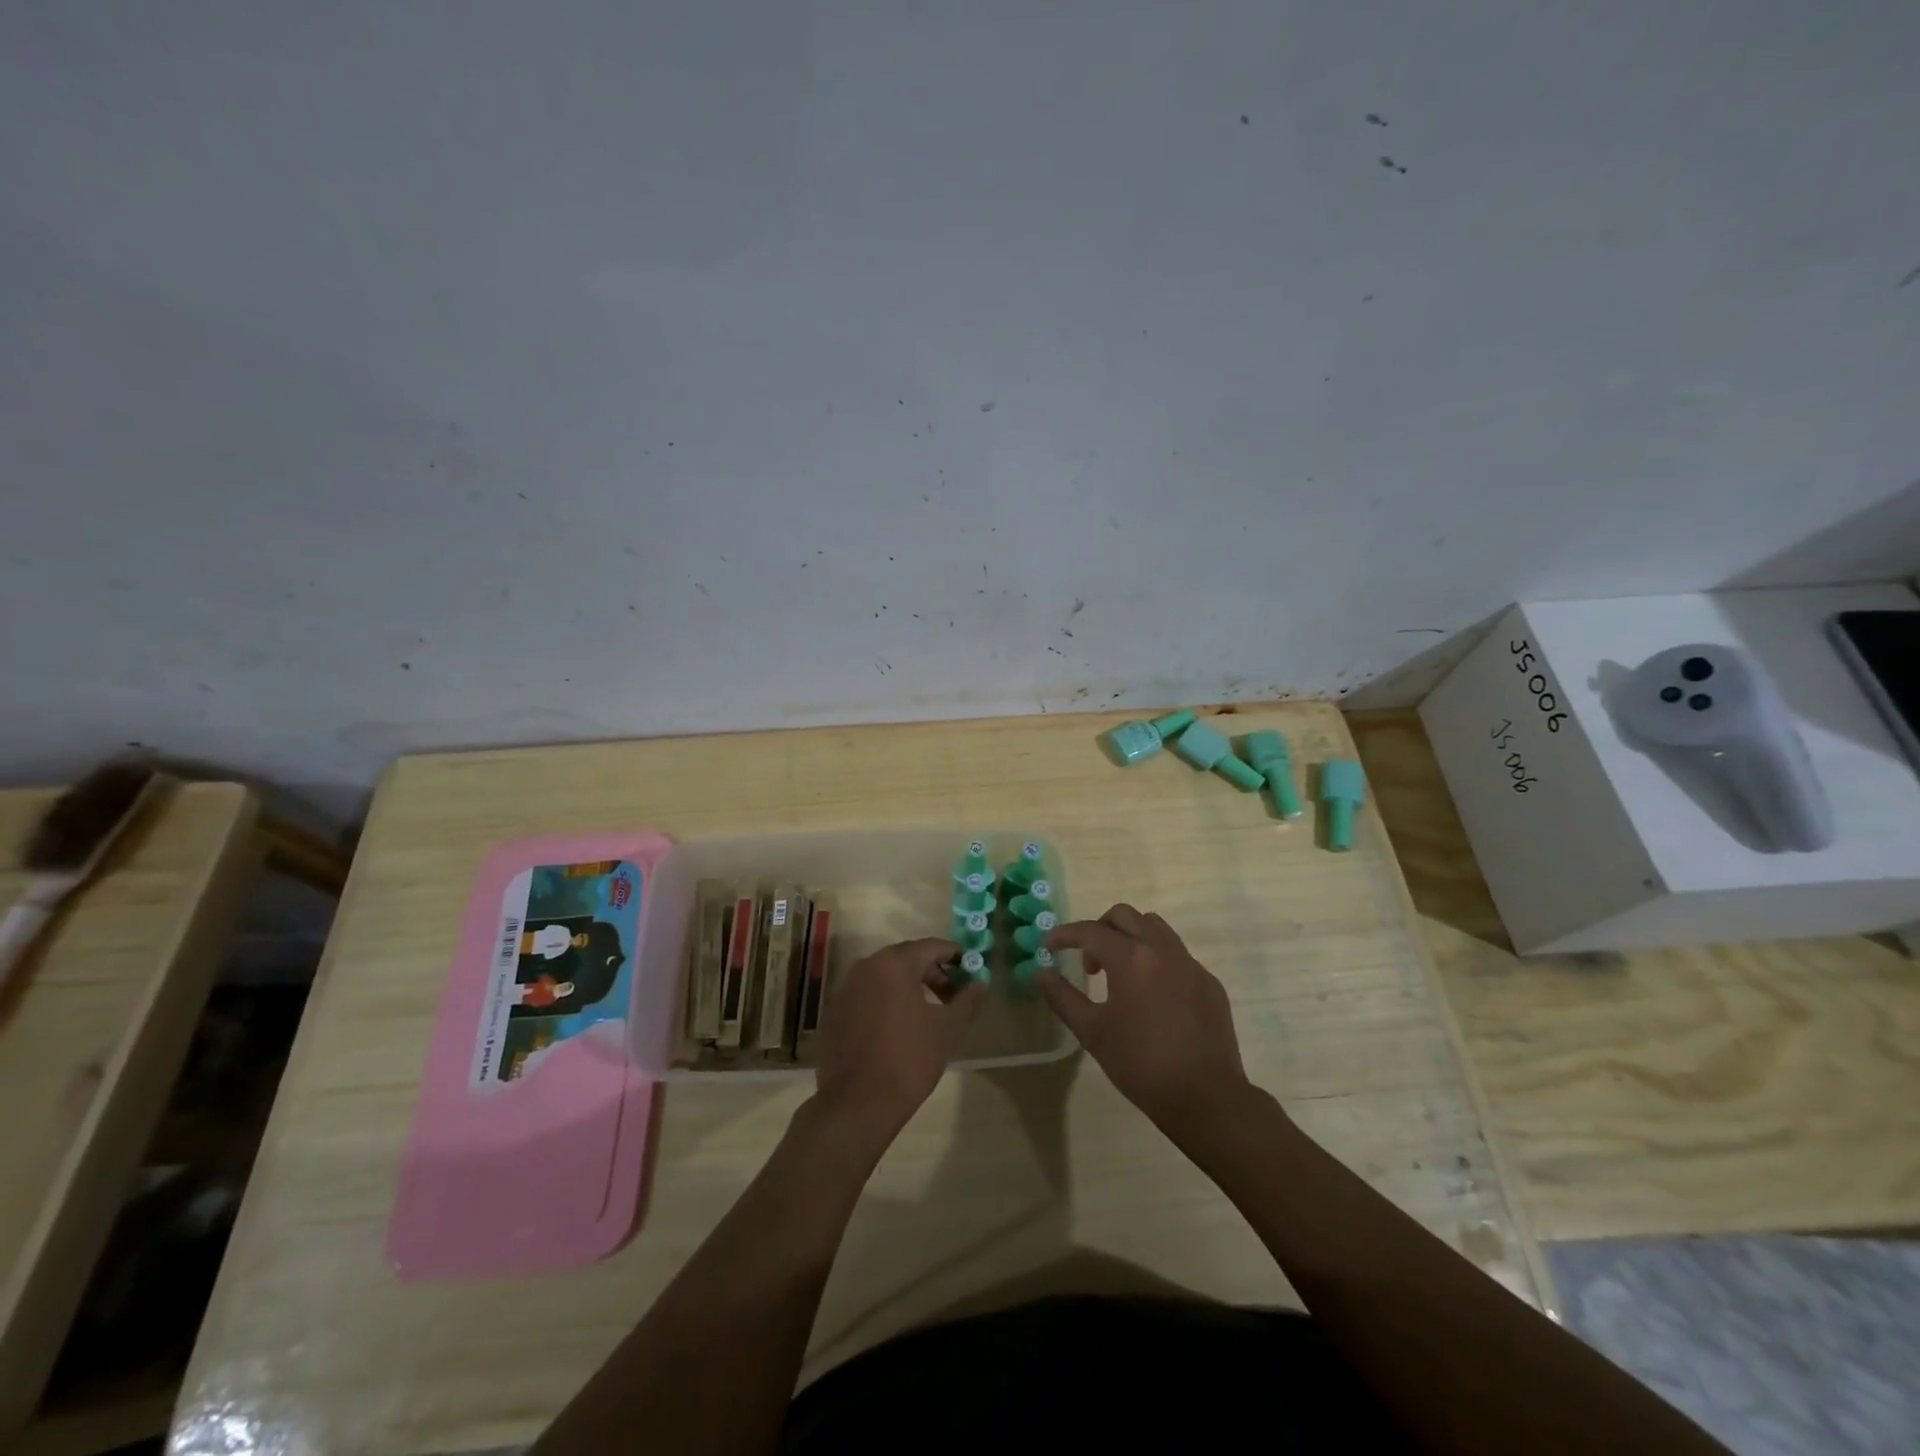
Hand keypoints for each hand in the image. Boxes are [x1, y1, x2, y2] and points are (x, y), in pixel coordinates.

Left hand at [813, 937, 983, 1139]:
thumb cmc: (909, 1059)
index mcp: (894, 963)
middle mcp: (865, 966)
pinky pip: (865, 997)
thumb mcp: (948, 1029)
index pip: (930, 947)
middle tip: (951, 996)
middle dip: (931, 973)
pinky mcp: (832, 1014)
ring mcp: (844, 990)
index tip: (969, 969)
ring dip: (907, 988)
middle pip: (905, 959)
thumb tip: (980, 983)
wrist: (856, 1104)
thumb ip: (968, 1000)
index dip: (953, 955)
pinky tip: (895, 1030)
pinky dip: (883, 1003)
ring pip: (883, 978)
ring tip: (926, 1014)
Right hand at [1042, 905, 1253, 1134]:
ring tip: (1121, 973)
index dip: (1064, 935)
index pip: (1090, 931)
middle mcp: (1162, 949)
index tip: (1049, 946)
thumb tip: (1043, 973)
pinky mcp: (1209, 982)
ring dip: (1131, 937)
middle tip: (1090, 963)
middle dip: (1099, 930)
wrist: (1205, 1097)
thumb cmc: (1140, 1064)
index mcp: (1131, 958)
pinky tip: (1153, 995)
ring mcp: (1190, 964)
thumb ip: (1063, 997)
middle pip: (1124, 916)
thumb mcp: (1092, 1032)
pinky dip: (1156, 960)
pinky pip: (1177, 954)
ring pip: (1155, 927)